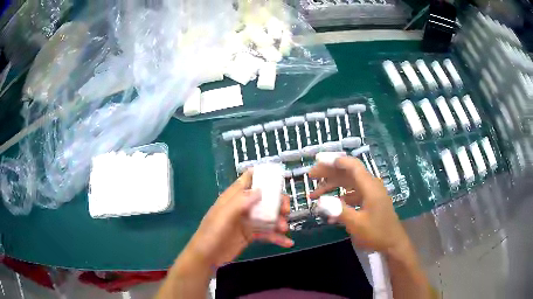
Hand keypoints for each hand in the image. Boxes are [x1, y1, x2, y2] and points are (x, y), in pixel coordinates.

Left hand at [182, 170, 293, 269]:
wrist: (207, 257)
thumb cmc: (211, 234)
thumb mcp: (223, 216)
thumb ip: (240, 202)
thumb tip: (260, 190)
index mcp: (233, 198)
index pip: (247, 180)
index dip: (262, 175)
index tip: (279, 178)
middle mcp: (242, 207)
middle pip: (264, 199)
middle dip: (277, 202)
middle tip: (285, 210)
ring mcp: (247, 222)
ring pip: (268, 216)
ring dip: (279, 220)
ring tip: (284, 228)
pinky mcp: (251, 235)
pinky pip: (267, 233)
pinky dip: (277, 237)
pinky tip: (288, 242)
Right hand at [309, 157, 408, 253]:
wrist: (393, 243)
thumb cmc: (377, 233)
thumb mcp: (356, 223)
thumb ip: (338, 210)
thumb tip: (320, 201)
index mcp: (370, 186)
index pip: (352, 166)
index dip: (335, 160)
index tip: (318, 160)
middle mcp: (370, 185)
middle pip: (347, 172)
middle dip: (328, 173)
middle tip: (310, 176)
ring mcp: (370, 193)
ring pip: (348, 183)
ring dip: (332, 187)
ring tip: (314, 194)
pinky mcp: (369, 201)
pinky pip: (352, 195)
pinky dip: (340, 199)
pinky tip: (329, 209)